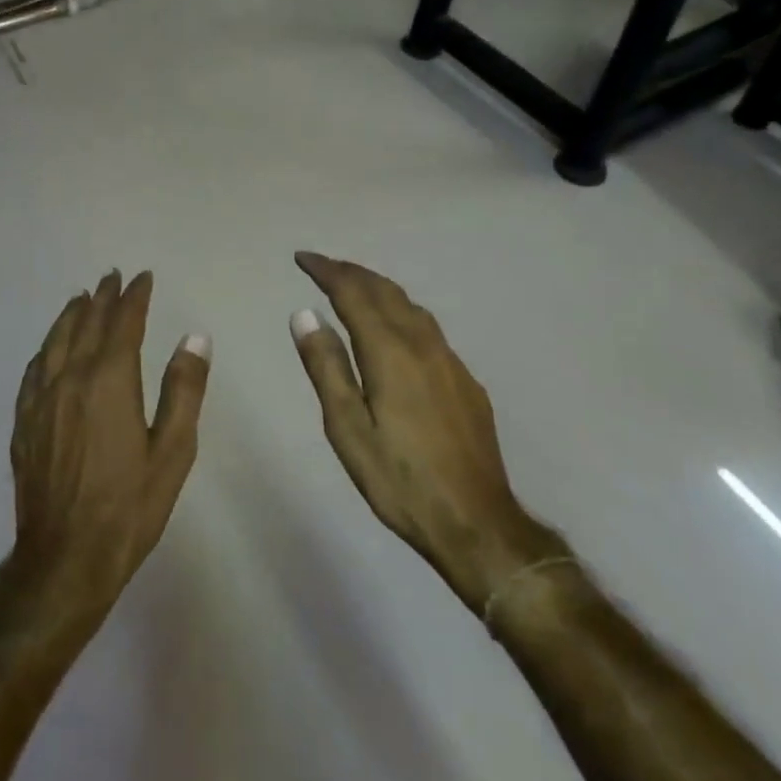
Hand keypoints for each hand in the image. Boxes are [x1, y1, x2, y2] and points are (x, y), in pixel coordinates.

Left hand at [8, 271, 209, 629]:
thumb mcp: (172, 451)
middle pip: (87, 325)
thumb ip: (183, 390)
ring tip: (82, 297)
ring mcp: (42, 400)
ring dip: (71, 315)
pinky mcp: (24, 423)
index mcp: (109, 381)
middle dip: (103, 298)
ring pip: (56, 341)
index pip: (123, 323)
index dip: (134, 297)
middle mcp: (71, 379)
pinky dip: (46, 348)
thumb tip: (195, 338)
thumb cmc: (129, 507)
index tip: (143, 278)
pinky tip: (49, 349)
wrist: (65, 559)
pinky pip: (34, 370)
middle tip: (113, 277)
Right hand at [289, 253, 558, 614]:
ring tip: (354, 288)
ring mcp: (450, 361)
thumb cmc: (400, 480)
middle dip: (351, 272)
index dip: (326, 270)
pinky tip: (396, 331)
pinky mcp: (466, 381)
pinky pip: (428, 328)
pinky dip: (401, 312)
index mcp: (390, 351)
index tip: (302, 258)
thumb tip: (304, 313)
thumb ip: (326, 367)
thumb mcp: (348, 429)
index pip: (353, 292)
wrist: (478, 523)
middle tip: (323, 267)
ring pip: (410, 306)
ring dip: (378, 288)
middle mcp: (423, 344)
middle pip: (385, 290)